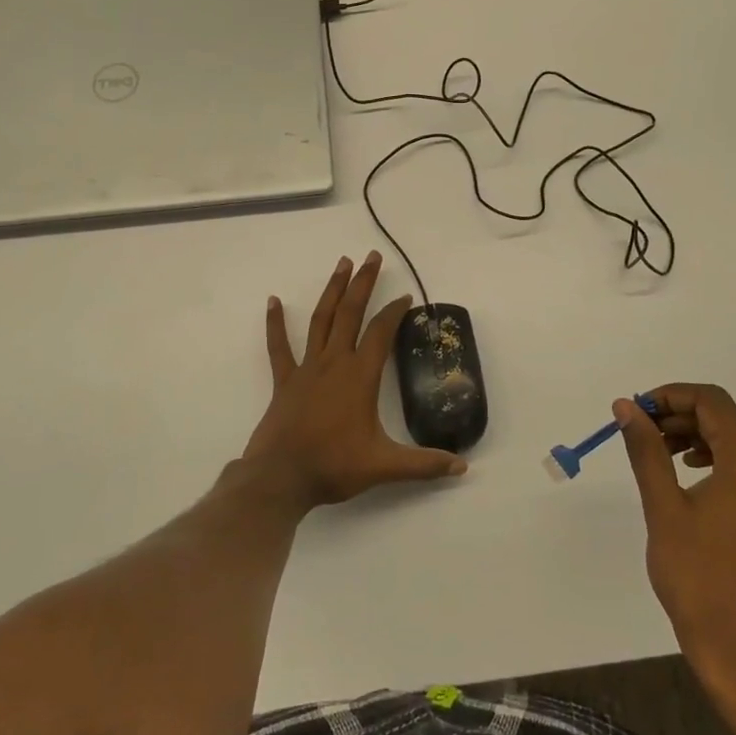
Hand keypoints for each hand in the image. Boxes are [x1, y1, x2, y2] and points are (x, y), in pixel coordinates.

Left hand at [239, 252, 466, 510]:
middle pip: (350, 313)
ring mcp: (306, 369)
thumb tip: (462, 468)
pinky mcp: (284, 381)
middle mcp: (333, 363)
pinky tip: (272, 301)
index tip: (406, 296)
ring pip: (320, 320)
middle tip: (372, 256)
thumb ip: (425, 465)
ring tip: (341, 264)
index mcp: (359, 376)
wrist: (281, 478)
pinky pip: (279, 346)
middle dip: (363, 283)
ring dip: (332, 291)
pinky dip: (275, 323)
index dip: (394, 311)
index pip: (380, 332)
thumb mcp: (385, 466)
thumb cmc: (334, 466)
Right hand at [616, 384, 735, 705]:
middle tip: (637, 430)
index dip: (670, 395)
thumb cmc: (696, 574)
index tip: (635, 411)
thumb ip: (645, 449)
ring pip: (731, 439)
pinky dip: (708, 456)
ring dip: (690, 434)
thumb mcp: (663, 506)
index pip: (712, 402)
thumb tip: (626, 407)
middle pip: (723, 418)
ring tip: (653, 451)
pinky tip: (682, 472)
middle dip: (676, 414)